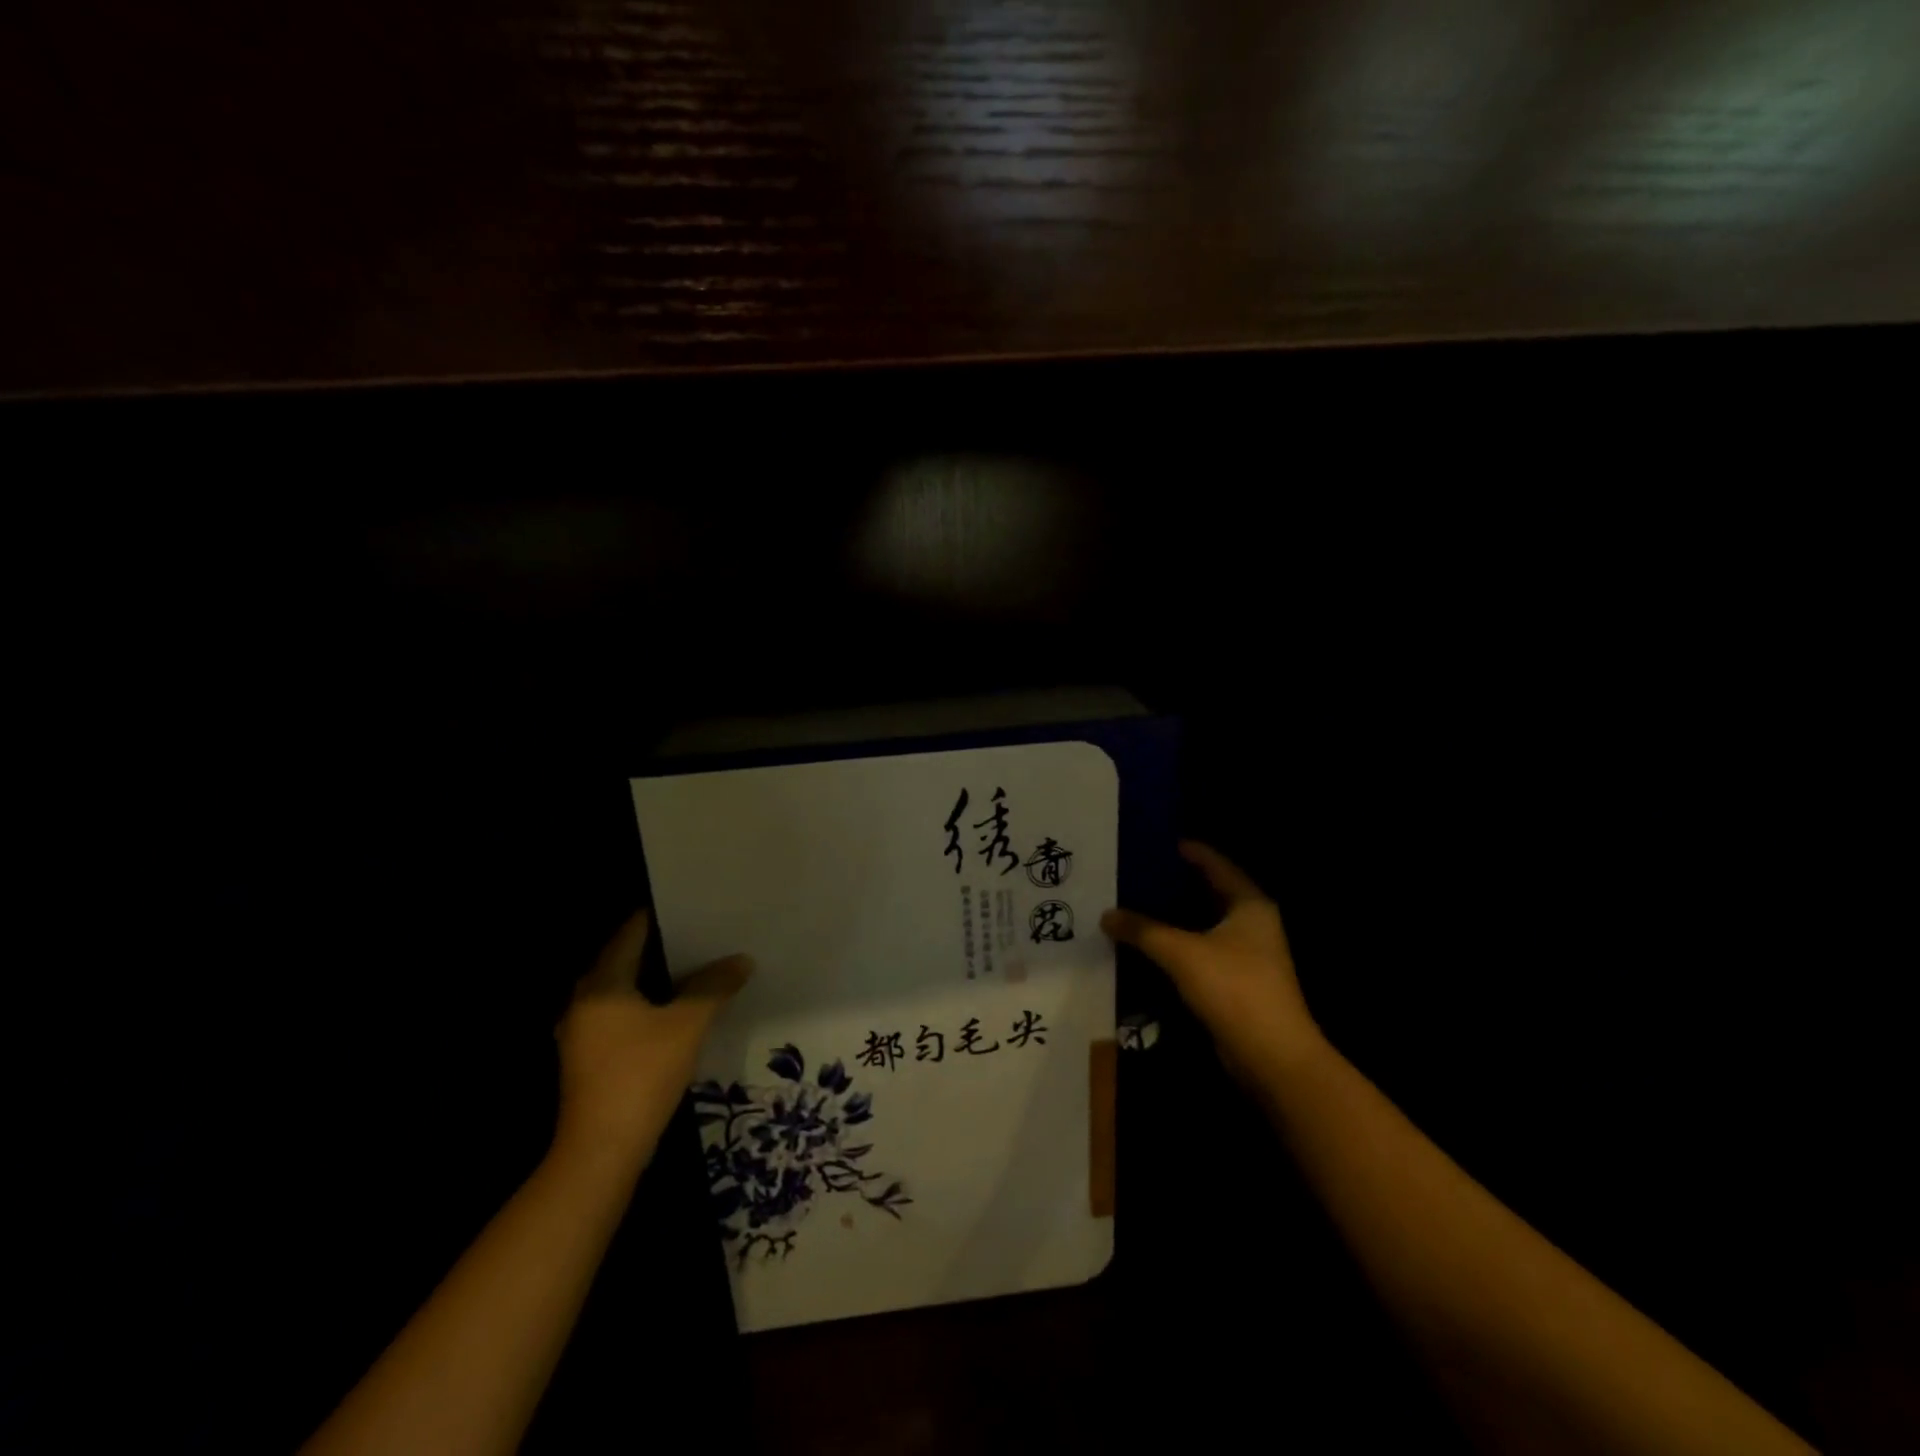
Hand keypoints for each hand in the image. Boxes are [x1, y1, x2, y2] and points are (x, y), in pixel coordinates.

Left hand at [553, 910, 751, 1172]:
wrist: (601, 1152)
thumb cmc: (640, 1075)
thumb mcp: (687, 1025)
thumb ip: (714, 987)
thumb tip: (741, 960)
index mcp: (600, 984)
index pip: (630, 933)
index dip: (661, 916)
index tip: (694, 905)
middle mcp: (584, 1002)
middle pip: (626, 960)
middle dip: (664, 947)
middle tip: (704, 934)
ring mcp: (584, 1033)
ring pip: (625, 991)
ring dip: (658, 979)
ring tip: (699, 967)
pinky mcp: (591, 1059)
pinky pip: (623, 1016)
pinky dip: (649, 1006)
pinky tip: (679, 1010)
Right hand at [1101, 842, 1323, 1083]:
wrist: (1271, 1057)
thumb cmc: (1233, 988)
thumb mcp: (1181, 952)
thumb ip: (1142, 930)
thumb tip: (1106, 914)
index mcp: (1249, 904)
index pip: (1216, 864)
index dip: (1188, 851)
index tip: (1155, 842)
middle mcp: (1252, 923)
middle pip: (1207, 893)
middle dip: (1172, 885)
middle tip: (1133, 873)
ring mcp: (1246, 955)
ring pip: (1201, 925)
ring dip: (1171, 918)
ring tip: (1132, 904)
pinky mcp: (1235, 982)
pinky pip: (1199, 952)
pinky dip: (1175, 946)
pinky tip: (1145, 945)